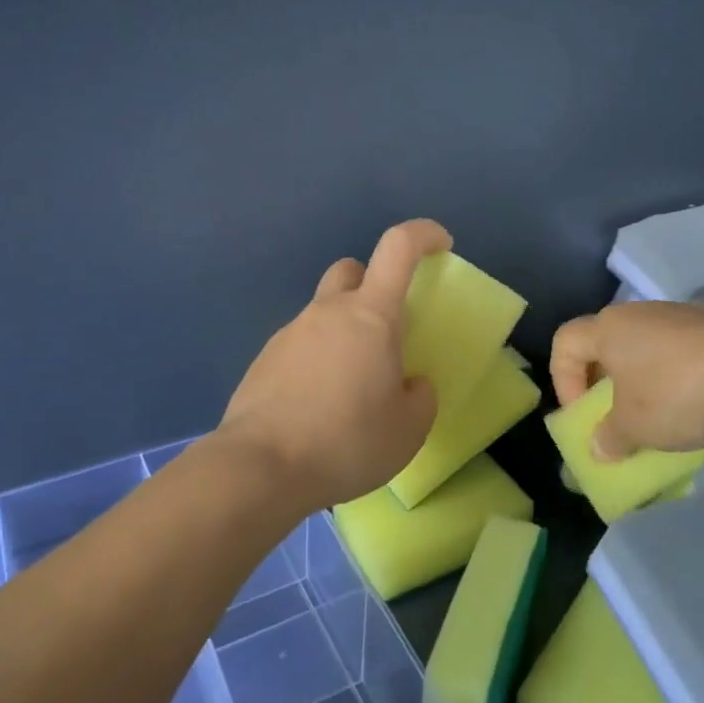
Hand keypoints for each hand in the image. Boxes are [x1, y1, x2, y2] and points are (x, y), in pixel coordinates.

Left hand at [220, 220, 450, 512]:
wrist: (261, 468)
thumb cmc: (347, 441)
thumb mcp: (409, 429)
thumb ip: (420, 397)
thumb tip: (409, 384)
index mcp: (371, 315)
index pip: (398, 247)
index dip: (424, 234)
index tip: (442, 245)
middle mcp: (327, 312)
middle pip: (351, 270)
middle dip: (372, 284)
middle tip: (385, 330)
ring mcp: (289, 333)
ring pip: (323, 312)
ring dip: (342, 333)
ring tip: (350, 388)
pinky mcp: (264, 361)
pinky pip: (300, 346)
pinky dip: (316, 362)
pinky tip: (317, 407)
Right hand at [550, 302, 703, 460]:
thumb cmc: (675, 394)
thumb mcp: (634, 428)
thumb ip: (609, 437)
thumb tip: (600, 447)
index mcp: (608, 327)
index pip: (565, 342)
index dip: (563, 380)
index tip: (584, 415)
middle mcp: (639, 312)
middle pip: (606, 341)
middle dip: (604, 380)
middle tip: (615, 416)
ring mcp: (681, 314)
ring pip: (646, 344)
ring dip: (642, 377)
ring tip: (659, 413)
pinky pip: (681, 350)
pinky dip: (677, 374)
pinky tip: (697, 403)